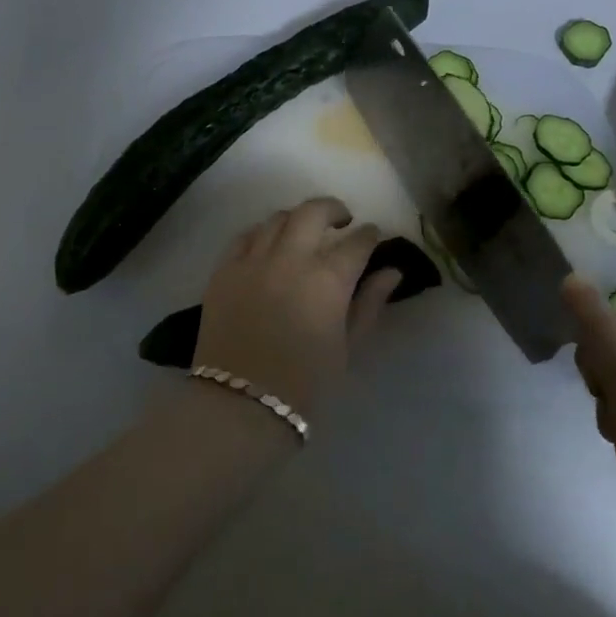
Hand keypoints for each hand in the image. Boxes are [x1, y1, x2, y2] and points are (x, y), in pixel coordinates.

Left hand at [193, 198, 400, 420]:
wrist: (239, 407)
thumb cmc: (304, 385)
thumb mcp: (347, 348)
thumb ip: (369, 304)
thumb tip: (391, 272)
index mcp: (328, 279)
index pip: (357, 242)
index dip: (370, 235)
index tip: (373, 235)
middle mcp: (290, 258)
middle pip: (313, 212)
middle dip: (333, 209)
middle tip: (342, 220)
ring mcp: (253, 261)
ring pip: (277, 218)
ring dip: (297, 219)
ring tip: (304, 232)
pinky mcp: (223, 270)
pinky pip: (244, 236)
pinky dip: (261, 233)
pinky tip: (268, 244)